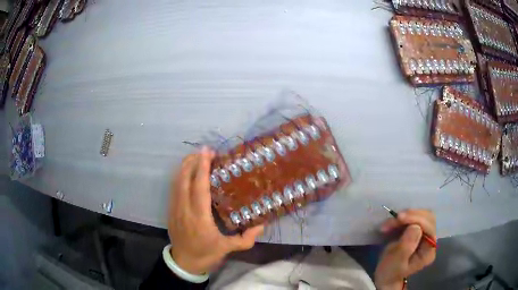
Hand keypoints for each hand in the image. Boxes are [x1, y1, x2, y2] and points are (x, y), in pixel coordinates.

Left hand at [168, 147, 263, 274]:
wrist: (184, 262)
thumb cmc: (206, 254)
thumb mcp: (229, 248)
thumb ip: (246, 238)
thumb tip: (262, 224)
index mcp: (199, 217)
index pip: (199, 187)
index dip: (202, 168)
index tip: (207, 152)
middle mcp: (184, 209)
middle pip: (184, 179)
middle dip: (192, 161)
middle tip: (203, 150)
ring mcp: (174, 209)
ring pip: (176, 181)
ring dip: (185, 166)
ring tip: (195, 156)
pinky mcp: (170, 210)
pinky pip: (173, 188)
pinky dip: (179, 176)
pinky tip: (186, 171)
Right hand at [374, 209, 436, 289]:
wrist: (385, 277)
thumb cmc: (390, 272)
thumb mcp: (396, 262)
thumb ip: (407, 246)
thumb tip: (415, 226)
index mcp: (429, 250)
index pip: (429, 227)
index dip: (416, 219)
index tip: (398, 218)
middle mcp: (431, 240)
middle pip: (427, 218)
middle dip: (410, 215)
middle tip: (394, 219)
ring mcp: (425, 235)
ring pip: (421, 215)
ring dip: (405, 216)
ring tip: (389, 223)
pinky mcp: (417, 231)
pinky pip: (414, 218)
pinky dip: (403, 218)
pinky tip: (392, 223)